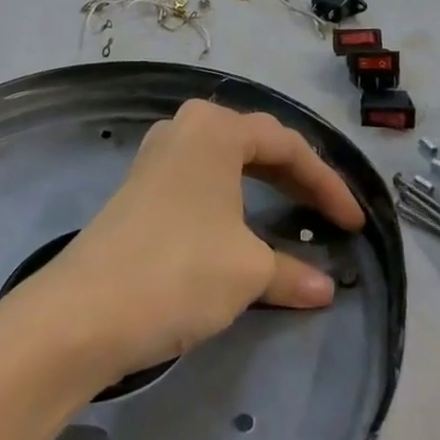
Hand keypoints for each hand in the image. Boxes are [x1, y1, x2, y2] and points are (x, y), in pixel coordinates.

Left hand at [38, 100, 365, 382]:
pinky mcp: (140, 188)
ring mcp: (157, 156)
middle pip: (255, 145)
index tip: (355, 223)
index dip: (327, 183)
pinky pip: (202, 180)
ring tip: (293, 212)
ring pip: (227, 162)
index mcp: (215, 128)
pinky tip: (241, 225)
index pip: (287, 145)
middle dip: (297, 178)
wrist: (84, 311)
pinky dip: (233, 199)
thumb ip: (290, 271)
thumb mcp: (246, 270)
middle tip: (330, 215)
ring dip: (264, 185)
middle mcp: (185, 128)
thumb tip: (325, 288)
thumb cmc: (179, 270)